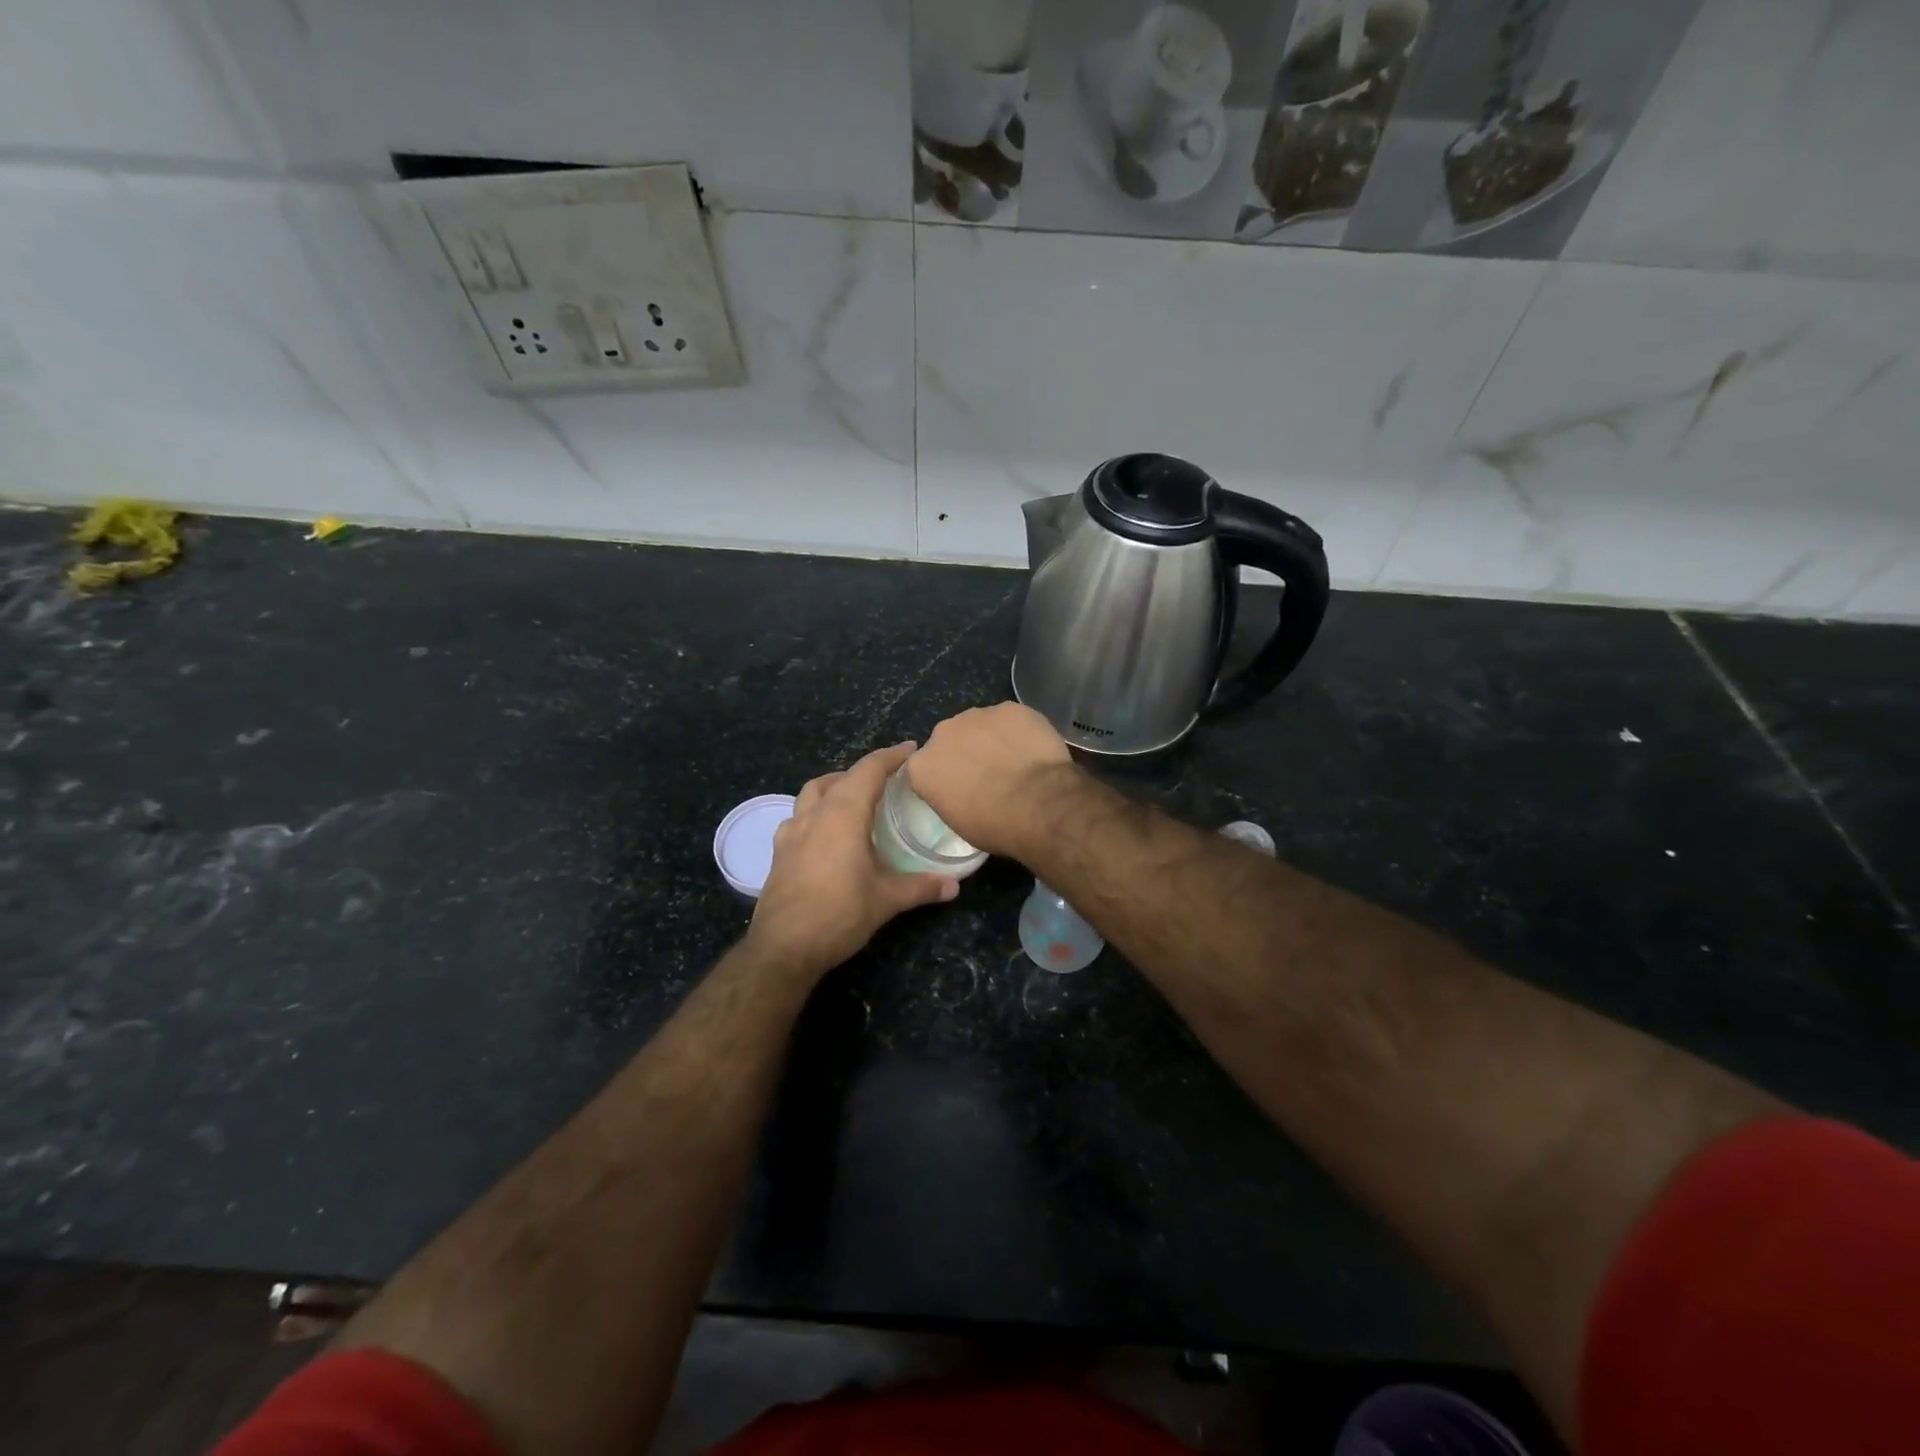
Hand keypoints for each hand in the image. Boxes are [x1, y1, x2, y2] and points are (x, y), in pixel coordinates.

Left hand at [746, 742, 958, 979]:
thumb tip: (954, 885)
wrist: (783, 948)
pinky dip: (815, 812)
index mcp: (842, 814)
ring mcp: (791, 832)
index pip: (869, 770)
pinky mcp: (779, 852)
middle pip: (839, 778)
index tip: (911, 749)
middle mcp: (814, 814)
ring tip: (855, 799)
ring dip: (834, 787)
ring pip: (812, 793)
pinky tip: (826, 833)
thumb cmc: (839, 915)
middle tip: (888, 780)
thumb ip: (921, 887)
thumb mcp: (886, 900)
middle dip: (864, 771)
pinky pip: (798, 817)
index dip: (891, 756)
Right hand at [906, 703, 1075, 857]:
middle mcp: (942, 733)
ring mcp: (977, 716)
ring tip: (1015, 761)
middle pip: (950, 739)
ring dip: (992, 739)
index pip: (924, 766)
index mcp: (923, 766)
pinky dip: (1019, 731)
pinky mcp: (1009, 708)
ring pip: (980, 725)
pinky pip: (1010, 720)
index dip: (943, 774)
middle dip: (965, 752)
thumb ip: (948, 796)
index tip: (958, 786)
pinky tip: (1033, 750)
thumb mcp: (958, 823)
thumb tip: (960, 790)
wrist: (1040, 805)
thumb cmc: (995, 825)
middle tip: (989, 774)